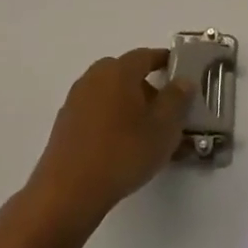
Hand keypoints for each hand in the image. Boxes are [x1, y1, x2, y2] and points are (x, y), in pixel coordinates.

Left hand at [22, 49, 193, 236]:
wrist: (69, 192)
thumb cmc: (123, 152)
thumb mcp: (164, 127)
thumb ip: (177, 99)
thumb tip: (183, 80)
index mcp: (119, 71)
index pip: (145, 55)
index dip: (163, 61)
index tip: (177, 71)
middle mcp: (94, 78)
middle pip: (125, 73)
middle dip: (146, 86)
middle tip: (164, 108)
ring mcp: (75, 101)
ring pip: (109, 93)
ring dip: (127, 104)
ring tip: (144, 131)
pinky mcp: (64, 125)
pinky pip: (95, 112)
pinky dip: (110, 119)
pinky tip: (120, 145)